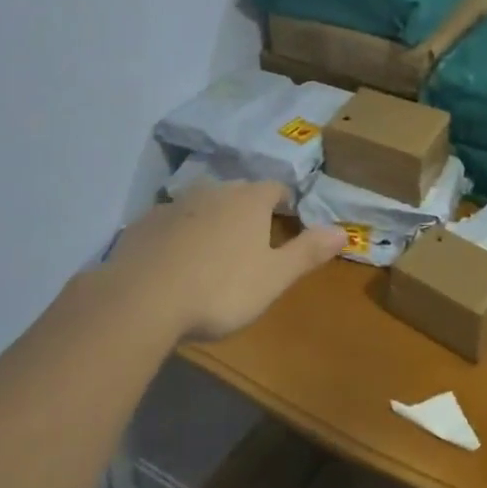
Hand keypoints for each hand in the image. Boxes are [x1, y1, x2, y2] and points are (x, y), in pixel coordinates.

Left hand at [109, 181, 342, 340]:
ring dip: (211, 219)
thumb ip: (307, 252)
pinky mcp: (144, 223)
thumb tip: (344, 231)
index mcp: (249, 200)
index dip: (284, 202)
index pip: (275, 188)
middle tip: (251, 239)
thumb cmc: (220, 289)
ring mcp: (175, 204)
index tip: (287, 218)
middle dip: (247, 209)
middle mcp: (214, 191)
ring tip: (212, 250)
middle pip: (238, 192)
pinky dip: (177, 234)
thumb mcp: (273, 278)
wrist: (142, 299)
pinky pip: (169, 222)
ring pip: (202, 204)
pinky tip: (173, 261)